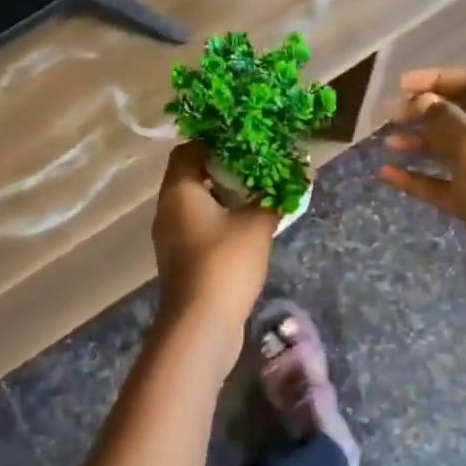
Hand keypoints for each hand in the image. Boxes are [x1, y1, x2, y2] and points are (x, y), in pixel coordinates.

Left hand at [152, 142, 278, 329]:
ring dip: (222, 196)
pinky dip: (218, 220)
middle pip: (191, 176)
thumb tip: (297, 173)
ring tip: (257, 193)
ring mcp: (171, 236)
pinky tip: (246, 225)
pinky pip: (198, 226)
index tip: (245, 142)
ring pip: (195, 203)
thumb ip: (276, 196)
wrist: (200, 323)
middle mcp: (167, 208)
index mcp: (179, 190)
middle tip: (257, 166)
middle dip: (223, 169)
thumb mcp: (257, 224)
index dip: (214, 141)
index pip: (188, 150)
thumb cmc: (224, 262)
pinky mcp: (180, 259)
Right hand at [379, 66, 465, 304]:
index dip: (438, 79)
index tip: (402, 86)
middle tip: (389, 114)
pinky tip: (388, 174)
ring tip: (387, 143)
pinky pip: (442, 182)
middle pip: (460, 114)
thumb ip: (445, 119)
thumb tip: (423, 100)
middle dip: (424, 111)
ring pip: (449, 148)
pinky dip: (418, 177)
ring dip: (419, 142)